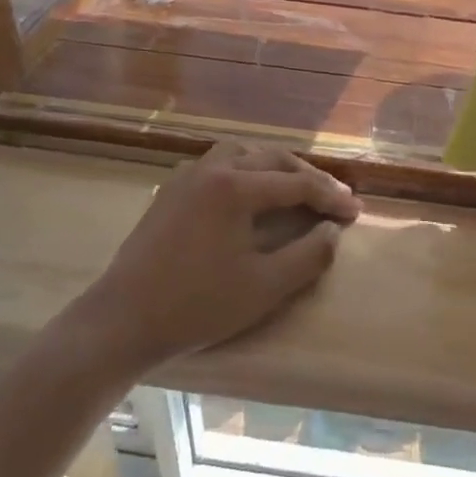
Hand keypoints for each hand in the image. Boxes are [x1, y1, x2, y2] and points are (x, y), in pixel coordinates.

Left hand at [88, 142, 360, 368]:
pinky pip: (218, 165)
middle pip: (272, 159)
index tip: (355, 213)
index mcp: (236, 187)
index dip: (331, 197)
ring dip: (274, 167)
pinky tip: (248, 194)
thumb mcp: (264, 288)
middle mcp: (212, 169)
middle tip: (333, 198)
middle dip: (307, 177)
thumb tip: (333, 232)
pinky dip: (245, 171)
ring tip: (295, 187)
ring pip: (242, 154)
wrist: (120, 322)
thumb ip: (308, 256)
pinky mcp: (169, 192)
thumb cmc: (196, 306)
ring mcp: (186, 177)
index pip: (296, 184)